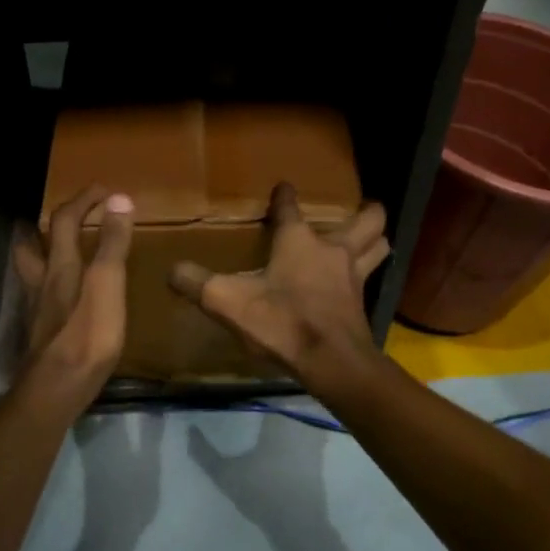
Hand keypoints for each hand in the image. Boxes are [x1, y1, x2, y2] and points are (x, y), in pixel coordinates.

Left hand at [14, 185, 134, 397]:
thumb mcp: (108, 284)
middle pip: (33, 244)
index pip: (66, 220)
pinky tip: (62, 297)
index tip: (104, 190)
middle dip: (46, 225)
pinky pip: (41, 296)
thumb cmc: (87, 335)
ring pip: (32, 271)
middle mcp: (43, 282)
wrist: (56, 390)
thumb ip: (112, 244)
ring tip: (55, 250)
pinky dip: (49, 284)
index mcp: (61, 265)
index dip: (83, 200)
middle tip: (63, 217)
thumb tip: (118, 198)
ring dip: (40, 253)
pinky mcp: (42, 333)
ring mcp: (38, 309)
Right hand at [168, 182, 388, 382]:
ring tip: (368, 238)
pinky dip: (368, 273)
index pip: (290, 208)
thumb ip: (198, 284)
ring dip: (376, 239)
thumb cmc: (281, 322)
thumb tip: (171, 270)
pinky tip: (355, 283)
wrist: (331, 362)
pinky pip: (371, 279)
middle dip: (367, 212)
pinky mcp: (362, 305)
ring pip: (378, 247)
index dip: (285, 196)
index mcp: (299, 241)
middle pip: (367, 221)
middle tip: (359, 209)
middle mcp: (332, 251)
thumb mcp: (228, 302)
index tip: (284, 188)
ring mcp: (353, 277)